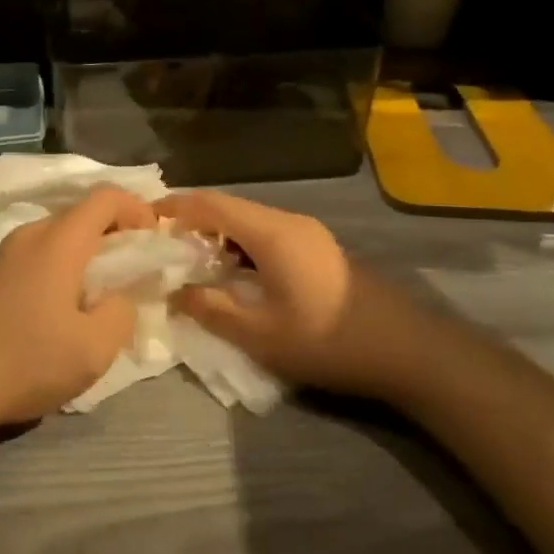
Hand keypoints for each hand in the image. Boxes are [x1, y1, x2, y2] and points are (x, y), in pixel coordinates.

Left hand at [0, 187, 154, 428]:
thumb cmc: (28, 360)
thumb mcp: (94, 348)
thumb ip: (121, 313)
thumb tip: (117, 297)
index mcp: (59, 240)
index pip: (105, 196)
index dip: (137, 209)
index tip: (153, 240)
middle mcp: (30, 234)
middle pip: (81, 215)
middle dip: (114, 234)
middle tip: (132, 272)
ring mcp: (4, 253)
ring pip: (57, 236)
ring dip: (85, 254)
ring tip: (98, 295)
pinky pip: (36, 255)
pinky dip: (60, 267)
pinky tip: (60, 308)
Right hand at [157, 191, 425, 400]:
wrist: (408, 351)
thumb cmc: (328, 340)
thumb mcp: (261, 334)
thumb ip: (211, 310)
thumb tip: (176, 292)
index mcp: (271, 232)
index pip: (211, 203)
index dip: (175, 206)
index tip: (145, 219)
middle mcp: (288, 221)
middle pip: (229, 208)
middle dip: (193, 222)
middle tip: (164, 248)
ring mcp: (308, 233)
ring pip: (249, 222)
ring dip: (218, 236)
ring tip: (193, 264)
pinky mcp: (320, 249)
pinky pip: (268, 235)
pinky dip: (241, 246)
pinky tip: (235, 275)